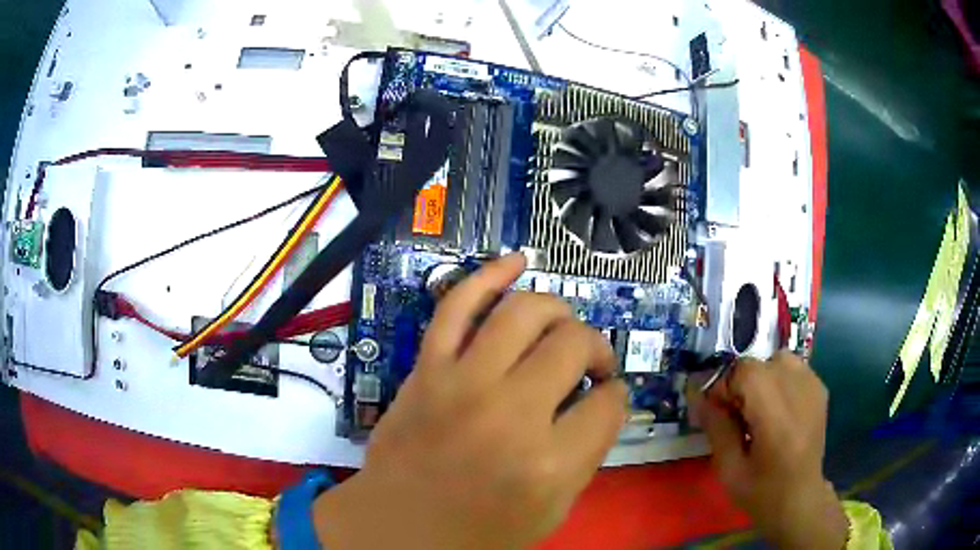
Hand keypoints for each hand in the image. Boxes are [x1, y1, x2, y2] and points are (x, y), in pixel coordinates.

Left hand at [314, 253, 628, 548]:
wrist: (397, 529)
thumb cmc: (479, 533)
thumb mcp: (553, 510)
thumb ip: (586, 454)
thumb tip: (601, 399)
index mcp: (548, 464)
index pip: (610, 403)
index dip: (615, 397)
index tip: (606, 398)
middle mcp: (509, 414)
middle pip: (575, 345)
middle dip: (595, 350)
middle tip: (589, 366)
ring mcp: (462, 383)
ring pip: (526, 311)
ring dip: (557, 312)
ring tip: (561, 328)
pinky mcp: (427, 368)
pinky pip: (458, 304)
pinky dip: (488, 274)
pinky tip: (516, 261)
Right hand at [689, 351, 848, 548]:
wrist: (801, 498)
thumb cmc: (761, 491)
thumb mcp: (729, 469)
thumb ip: (716, 428)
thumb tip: (697, 394)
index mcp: (776, 416)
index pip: (745, 371)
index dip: (724, 385)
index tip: (715, 411)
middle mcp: (799, 391)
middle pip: (759, 363)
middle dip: (740, 384)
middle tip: (734, 415)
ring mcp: (814, 386)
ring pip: (777, 359)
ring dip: (761, 378)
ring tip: (758, 408)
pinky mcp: (820, 388)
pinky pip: (793, 367)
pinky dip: (778, 379)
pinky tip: (777, 408)